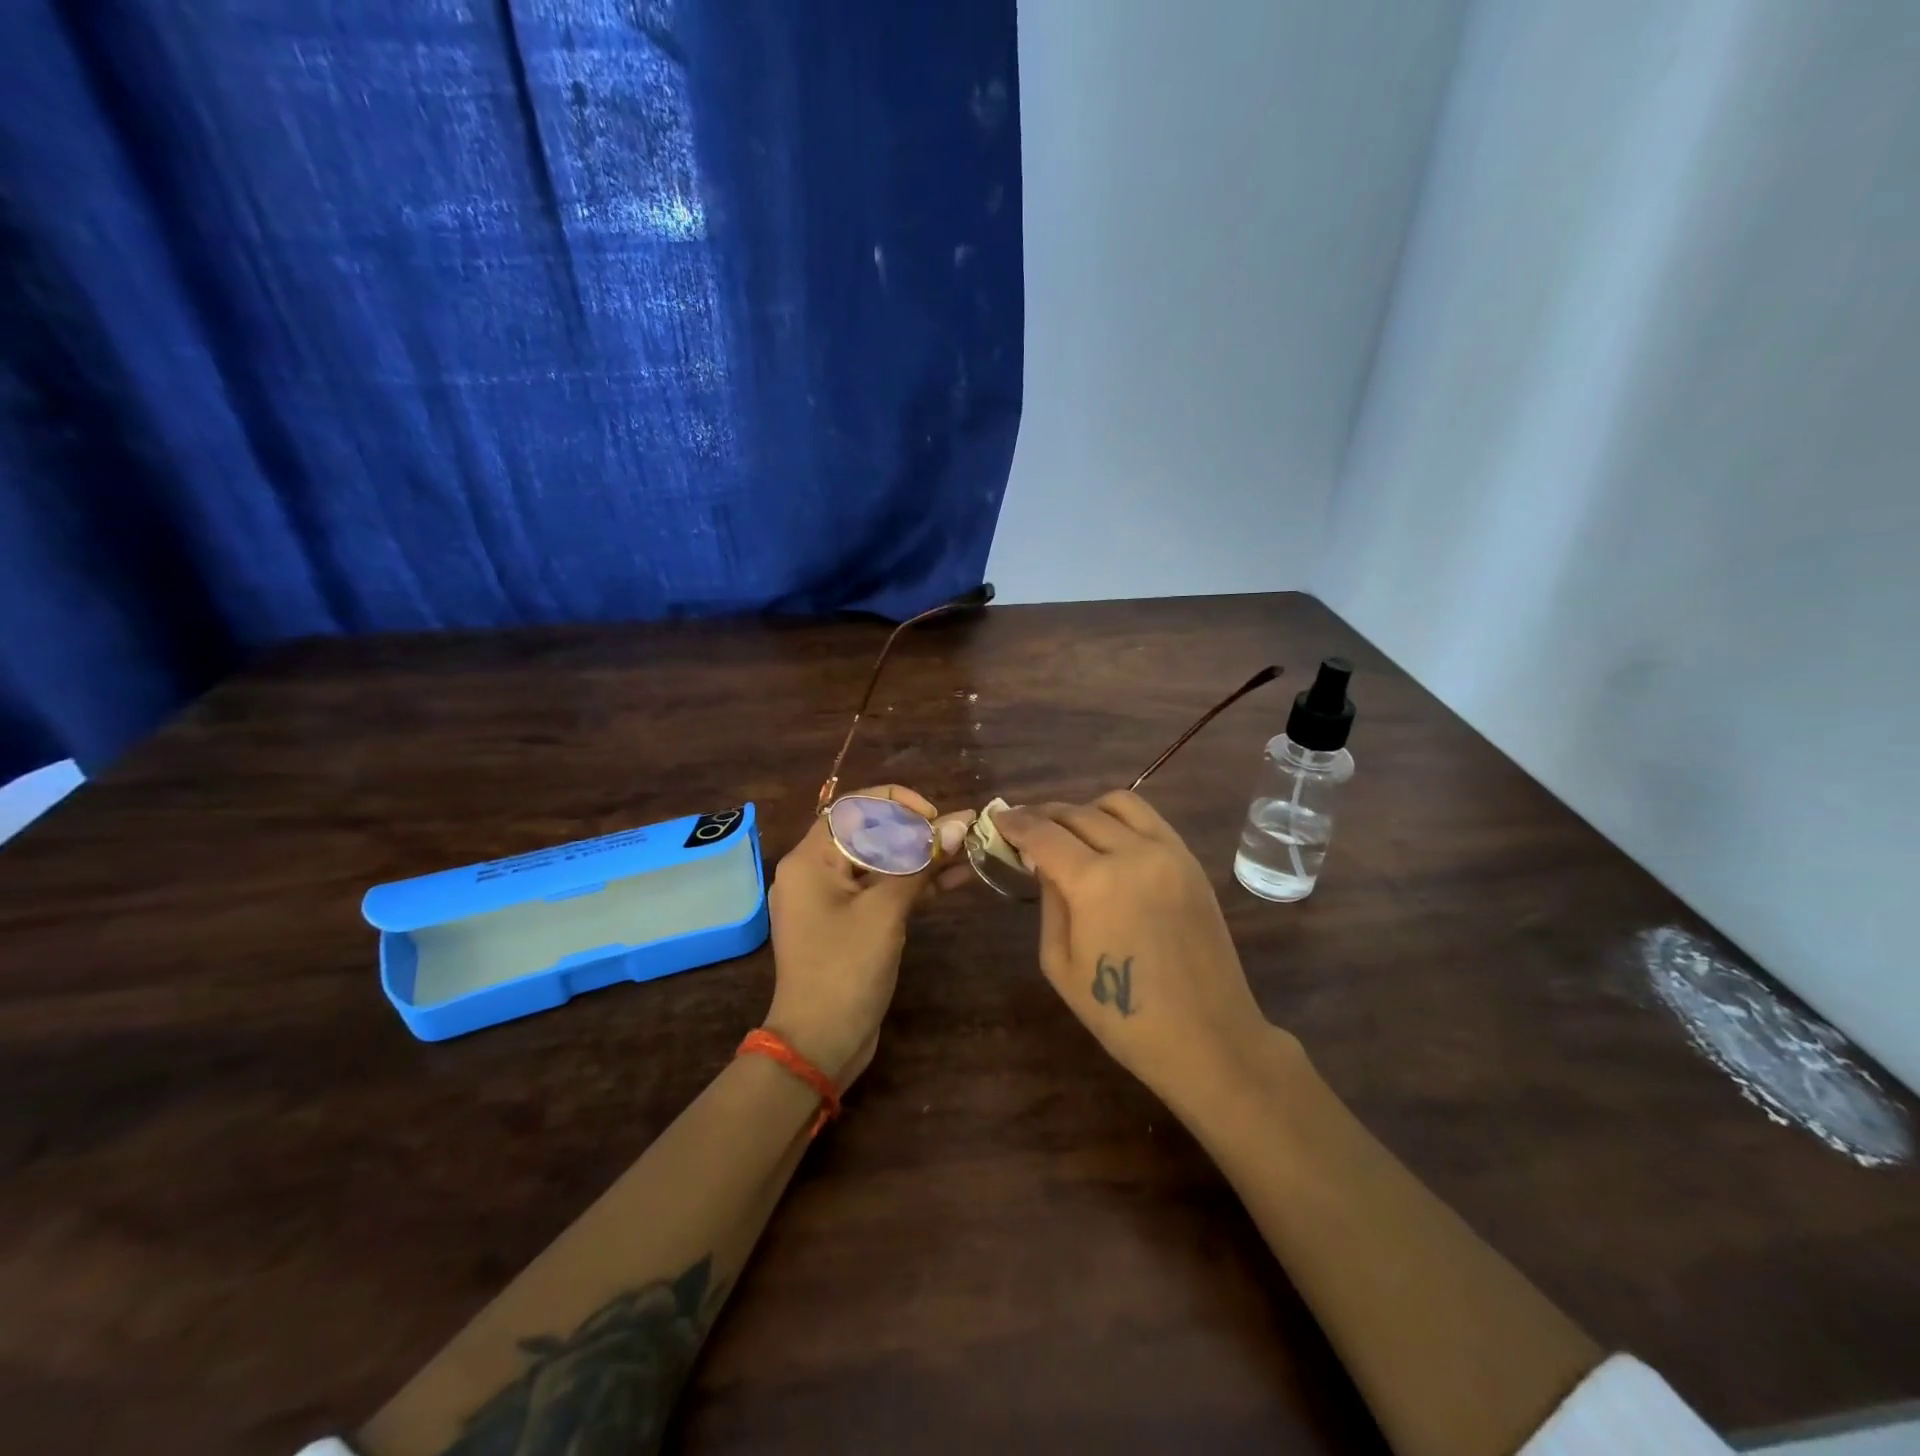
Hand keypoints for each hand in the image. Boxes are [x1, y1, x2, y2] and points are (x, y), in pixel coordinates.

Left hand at [764, 785, 973, 1087]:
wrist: (819, 1044)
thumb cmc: (845, 969)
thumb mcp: (886, 911)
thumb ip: (922, 863)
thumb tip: (961, 823)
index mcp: (811, 858)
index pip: (855, 807)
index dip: (899, 803)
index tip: (935, 816)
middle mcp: (816, 870)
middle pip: (870, 833)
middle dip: (917, 831)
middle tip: (960, 836)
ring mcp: (832, 899)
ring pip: (881, 863)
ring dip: (922, 857)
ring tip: (969, 851)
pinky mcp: (849, 922)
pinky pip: (882, 890)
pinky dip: (914, 884)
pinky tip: (955, 878)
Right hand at [995, 793, 1284, 1103]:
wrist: (1207, 1037)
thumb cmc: (1123, 1016)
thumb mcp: (1061, 964)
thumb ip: (1050, 902)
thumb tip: (1044, 863)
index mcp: (1094, 882)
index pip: (1043, 833)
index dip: (1015, 822)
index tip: (998, 818)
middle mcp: (1133, 853)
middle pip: (1077, 813)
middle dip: (1043, 814)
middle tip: (1024, 825)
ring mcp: (1168, 852)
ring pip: (1118, 803)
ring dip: (1085, 808)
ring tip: (1068, 830)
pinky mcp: (1191, 861)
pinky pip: (1150, 819)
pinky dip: (1120, 819)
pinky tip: (1108, 840)